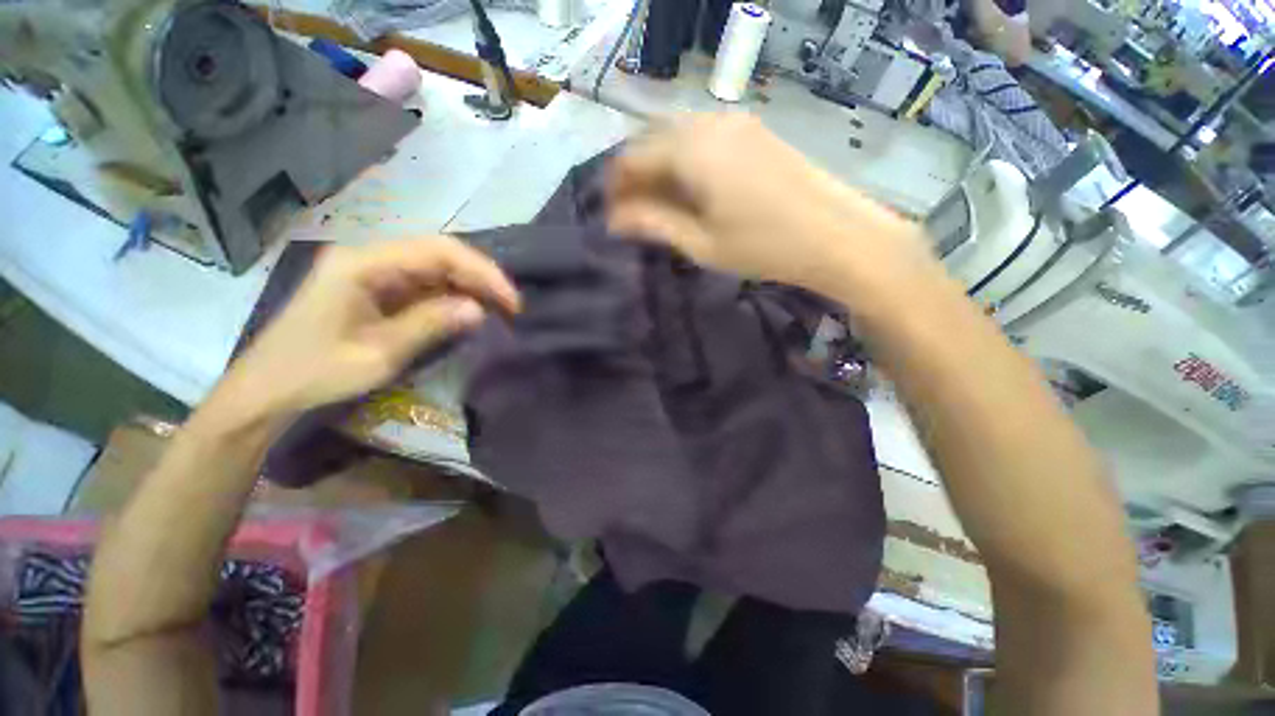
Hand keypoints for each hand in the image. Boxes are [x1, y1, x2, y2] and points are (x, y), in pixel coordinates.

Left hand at [223, 238, 519, 417]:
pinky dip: (452, 297)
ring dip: (470, 286)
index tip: (511, 302)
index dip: (482, 272)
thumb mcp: (377, 355)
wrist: (265, 392)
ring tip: (499, 310)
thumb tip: (479, 310)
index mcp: (362, 264)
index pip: (438, 251)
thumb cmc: (313, 374)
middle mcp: (368, 257)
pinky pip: (424, 284)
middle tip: (511, 307)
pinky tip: (470, 312)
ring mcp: (371, 271)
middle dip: (481, 277)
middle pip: (439, 253)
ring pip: (435, 267)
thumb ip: (429, 325)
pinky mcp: (375, 288)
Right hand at [606, 114, 931, 300]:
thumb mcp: (701, 243)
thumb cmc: (764, 247)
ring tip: (660, 205)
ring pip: (680, 137)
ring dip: (662, 167)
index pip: (633, 156)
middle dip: (637, 174)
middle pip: (655, 140)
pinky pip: (706, 139)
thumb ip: (654, 223)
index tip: (610, 213)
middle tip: (634, 212)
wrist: (839, 236)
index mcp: (692, 150)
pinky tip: (693, 190)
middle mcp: (710, 124)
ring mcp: (737, 124)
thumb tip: (614, 218)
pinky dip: (687, 161)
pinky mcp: (756, 132)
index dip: (615, 184)